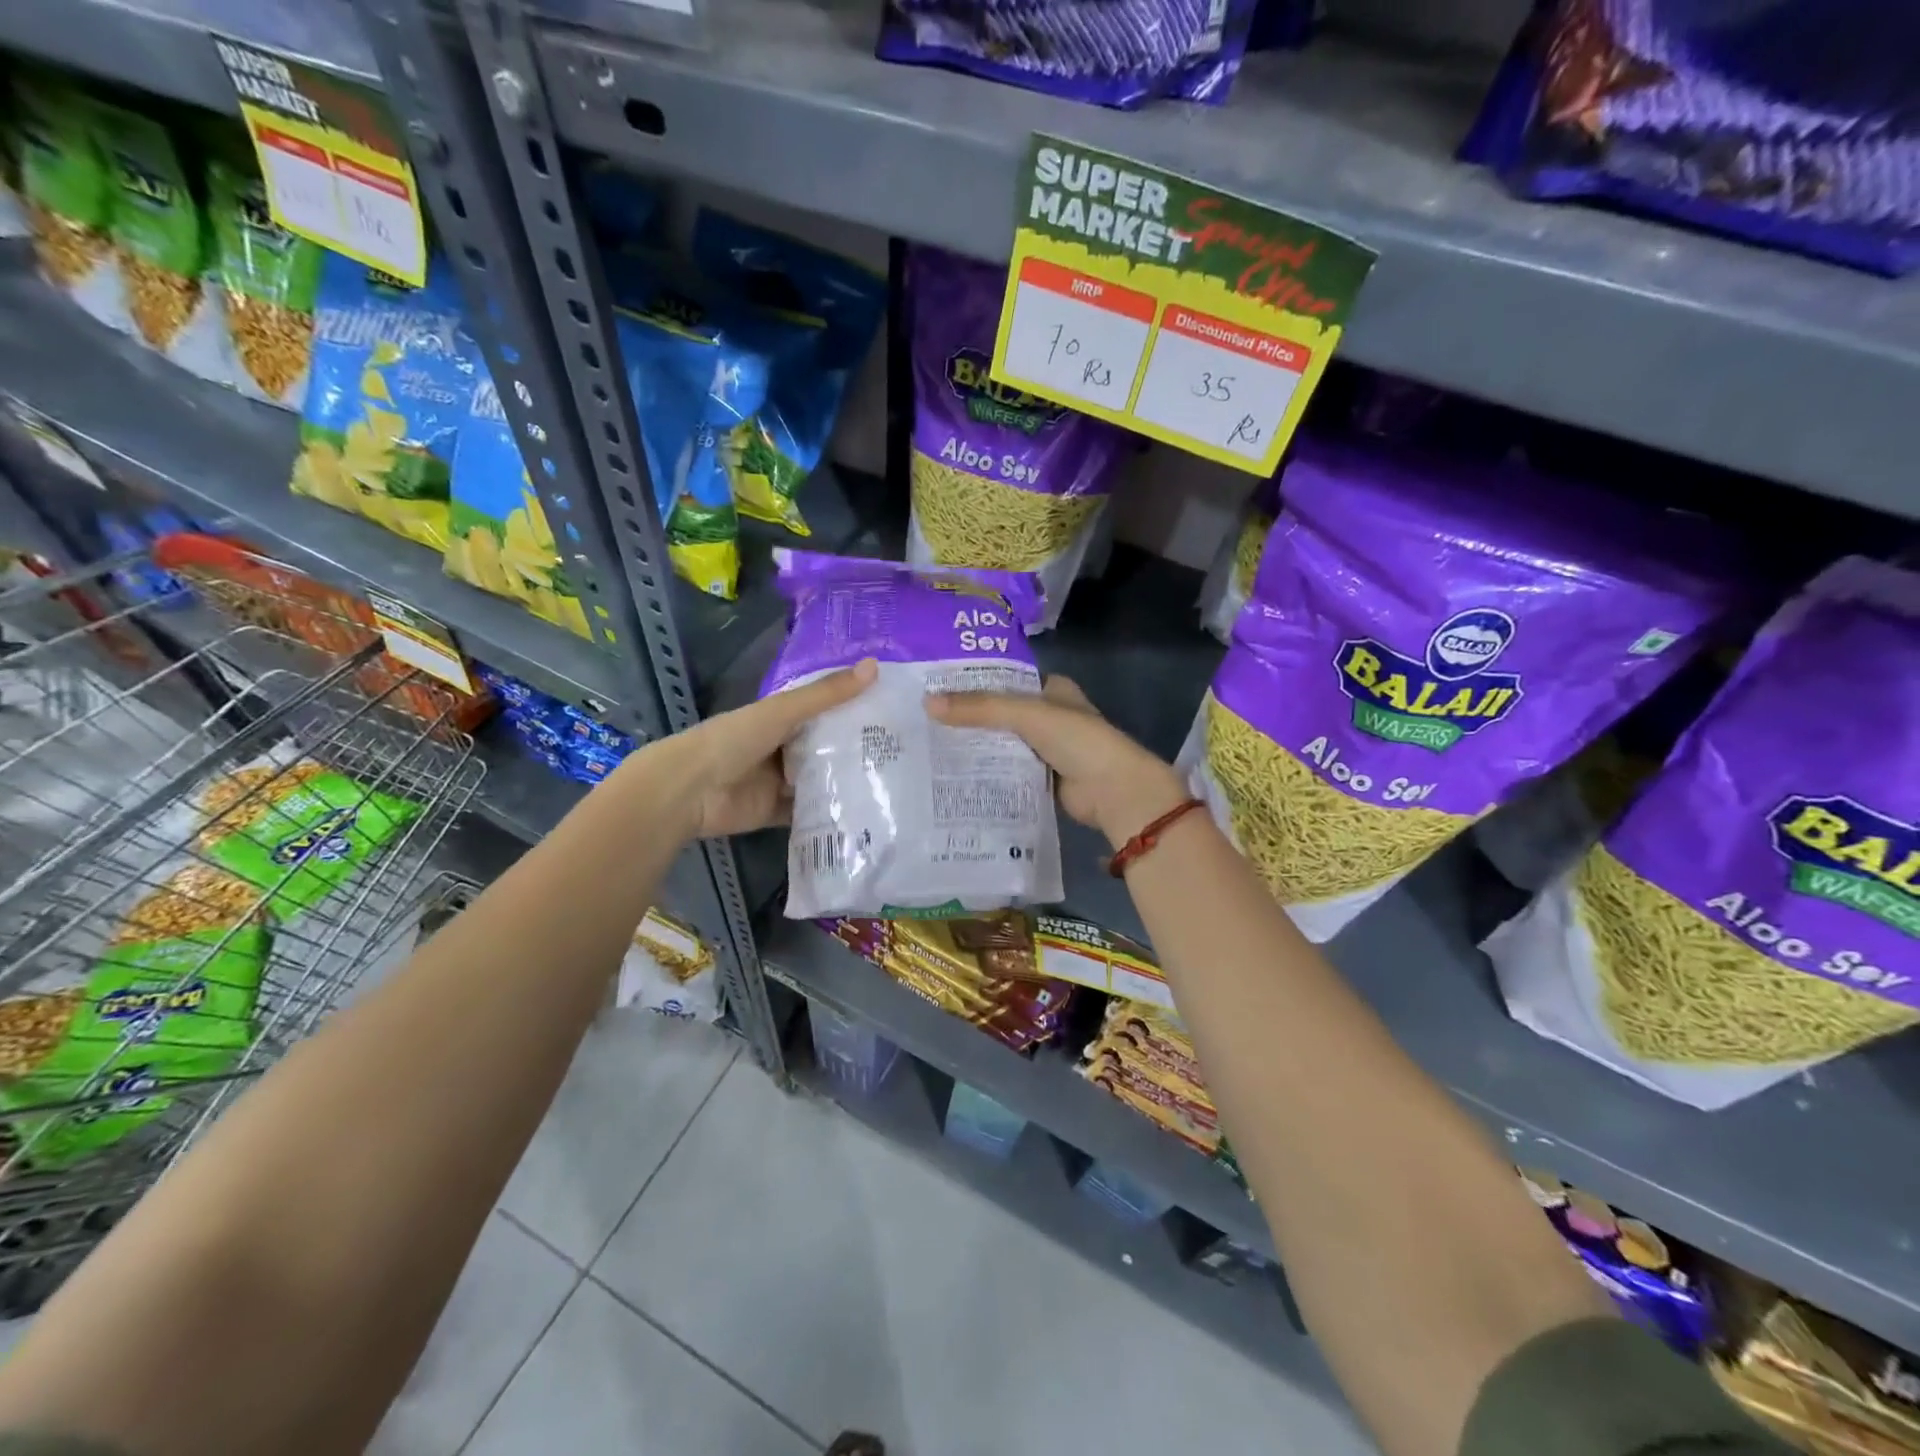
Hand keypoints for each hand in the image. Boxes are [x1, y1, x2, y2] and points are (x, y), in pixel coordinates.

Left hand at [670, 659, 877, 838]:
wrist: (691, 790)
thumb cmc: (734, 739)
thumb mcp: (783, 711)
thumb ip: (826, 694)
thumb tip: (874, 666)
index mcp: (782, 717)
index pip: (825, 709)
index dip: (855, 706)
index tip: (895, 708)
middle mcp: (784, 747)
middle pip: (826, 746)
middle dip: (858, 748)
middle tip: (905, 749)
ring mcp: (781, 781)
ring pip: (822, 779)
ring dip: (847, 780)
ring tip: (894, 781)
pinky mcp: (779, 812)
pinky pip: (811, 811)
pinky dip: (831, 811)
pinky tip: (866, 811)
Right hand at [925, 675, 1190, 848]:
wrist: (1113, 790)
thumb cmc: (1077, 739)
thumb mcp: (1025, 714)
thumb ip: (979, 708)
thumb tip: (927, 704)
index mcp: (1053, 689)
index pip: (1007, 679)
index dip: (976, 681)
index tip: (937, 686)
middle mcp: (1050, 716)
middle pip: (1001, 713)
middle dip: (970, 718)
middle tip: (925, 719)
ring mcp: (1047, 749)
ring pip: (1003, 743)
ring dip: (976, 746)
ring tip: (930, 745)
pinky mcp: (1042, 778)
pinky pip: (1008, 771)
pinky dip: (987, 772)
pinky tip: (955, 773)